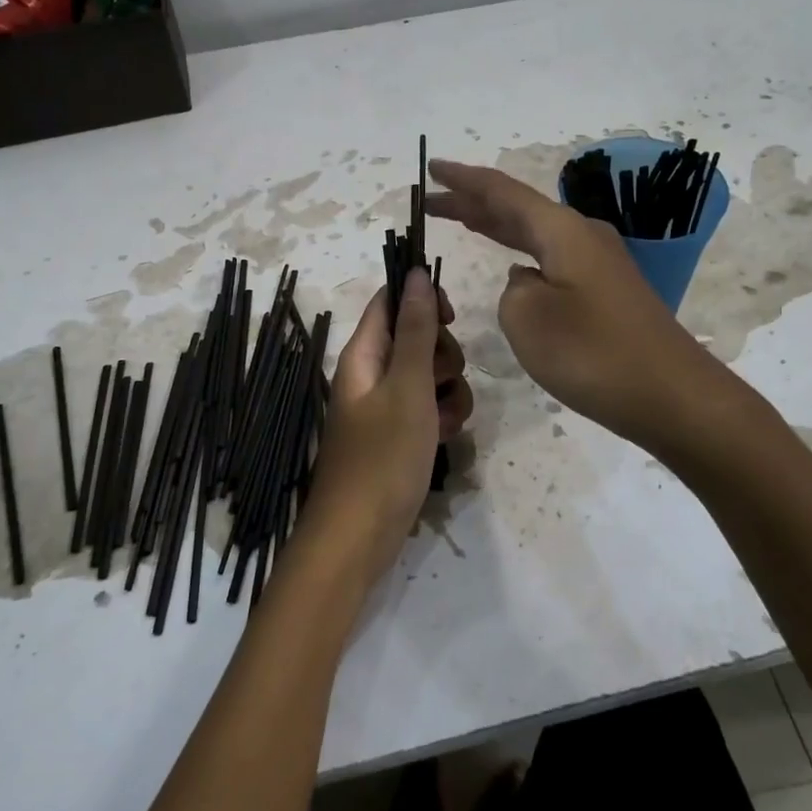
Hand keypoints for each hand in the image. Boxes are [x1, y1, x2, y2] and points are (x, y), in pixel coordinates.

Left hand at [304, 270, 470, 588]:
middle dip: (441, 354)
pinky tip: (447, 438)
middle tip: (440, 380)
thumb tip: (414, 273)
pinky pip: (428, 408)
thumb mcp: (407, 387)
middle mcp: (372, 373)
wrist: (359, 536)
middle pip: (416, 337)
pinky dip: (442, 417)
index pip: (390, 302)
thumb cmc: (382, 457)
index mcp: (363, 354)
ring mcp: (385, 406)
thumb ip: (416, 330)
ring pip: (429, 375)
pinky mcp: (398, 435)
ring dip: (448, 390)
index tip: (452, 317)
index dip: (422, 298)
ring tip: (445, 419)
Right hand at [426, 159, 719, 452]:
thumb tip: (527, 280)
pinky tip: (511, 266)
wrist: (669, 394)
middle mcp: (582, 236)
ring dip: (497, 227)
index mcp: (562, 231)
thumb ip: (512, 289)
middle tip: (432, 202)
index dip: (464, 181)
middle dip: (474, 203)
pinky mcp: (606, 291)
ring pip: (535, 234)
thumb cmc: (592, 352)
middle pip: (518, 209)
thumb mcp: (527, 318)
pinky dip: (521, 253)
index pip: (503, 193)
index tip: (432, 168)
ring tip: (462, 220)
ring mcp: (599, 263)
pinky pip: (551, 258)